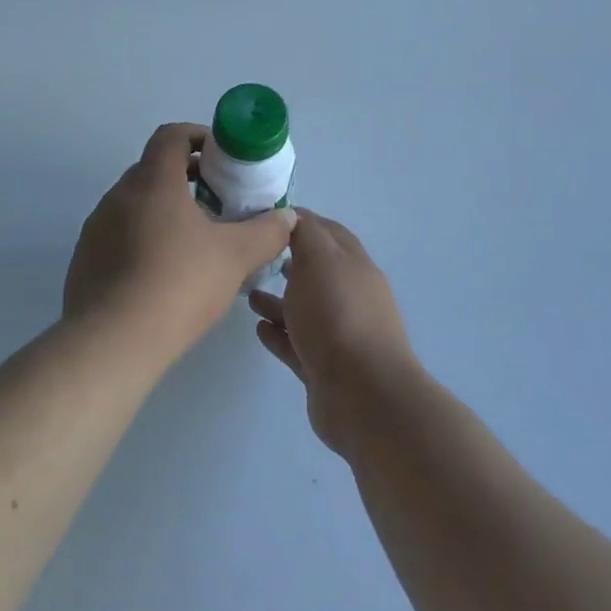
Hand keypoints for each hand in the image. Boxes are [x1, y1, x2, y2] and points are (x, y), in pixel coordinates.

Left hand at [64, 123, 296, 369]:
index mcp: (152, 181)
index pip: (171, 135)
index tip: (223, 159)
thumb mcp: (235, 257)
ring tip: (195, 243)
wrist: (112, 342)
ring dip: (165, 211)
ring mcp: (97, 227)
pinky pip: (120, 235)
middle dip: (188, 178)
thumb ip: (266, 232)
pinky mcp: (85, 259)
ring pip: (136, 204)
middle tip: (218, 204)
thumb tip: (287, 217)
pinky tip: (164, 274)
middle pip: (154, 169)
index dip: (199, 137)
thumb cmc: (178, 284)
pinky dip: (144, 239)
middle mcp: (118, 195)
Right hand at [249, 211, 416, 458]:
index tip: (264, 217)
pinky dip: (279, 334)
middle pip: (316, 272)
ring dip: (278, 300)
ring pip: (304, 310)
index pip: (326, 232)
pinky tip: (258, 329)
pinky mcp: (324, 369)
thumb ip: (305, 233)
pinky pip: (297, 344)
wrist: (362, 394)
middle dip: (288, 262)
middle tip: (253, 256)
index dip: (299, 221)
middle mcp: (350, 296)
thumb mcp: (319, 258)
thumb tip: (293, 216)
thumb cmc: (338, 314)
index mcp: (353, 265)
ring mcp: (339, 335)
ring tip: (247, 294)